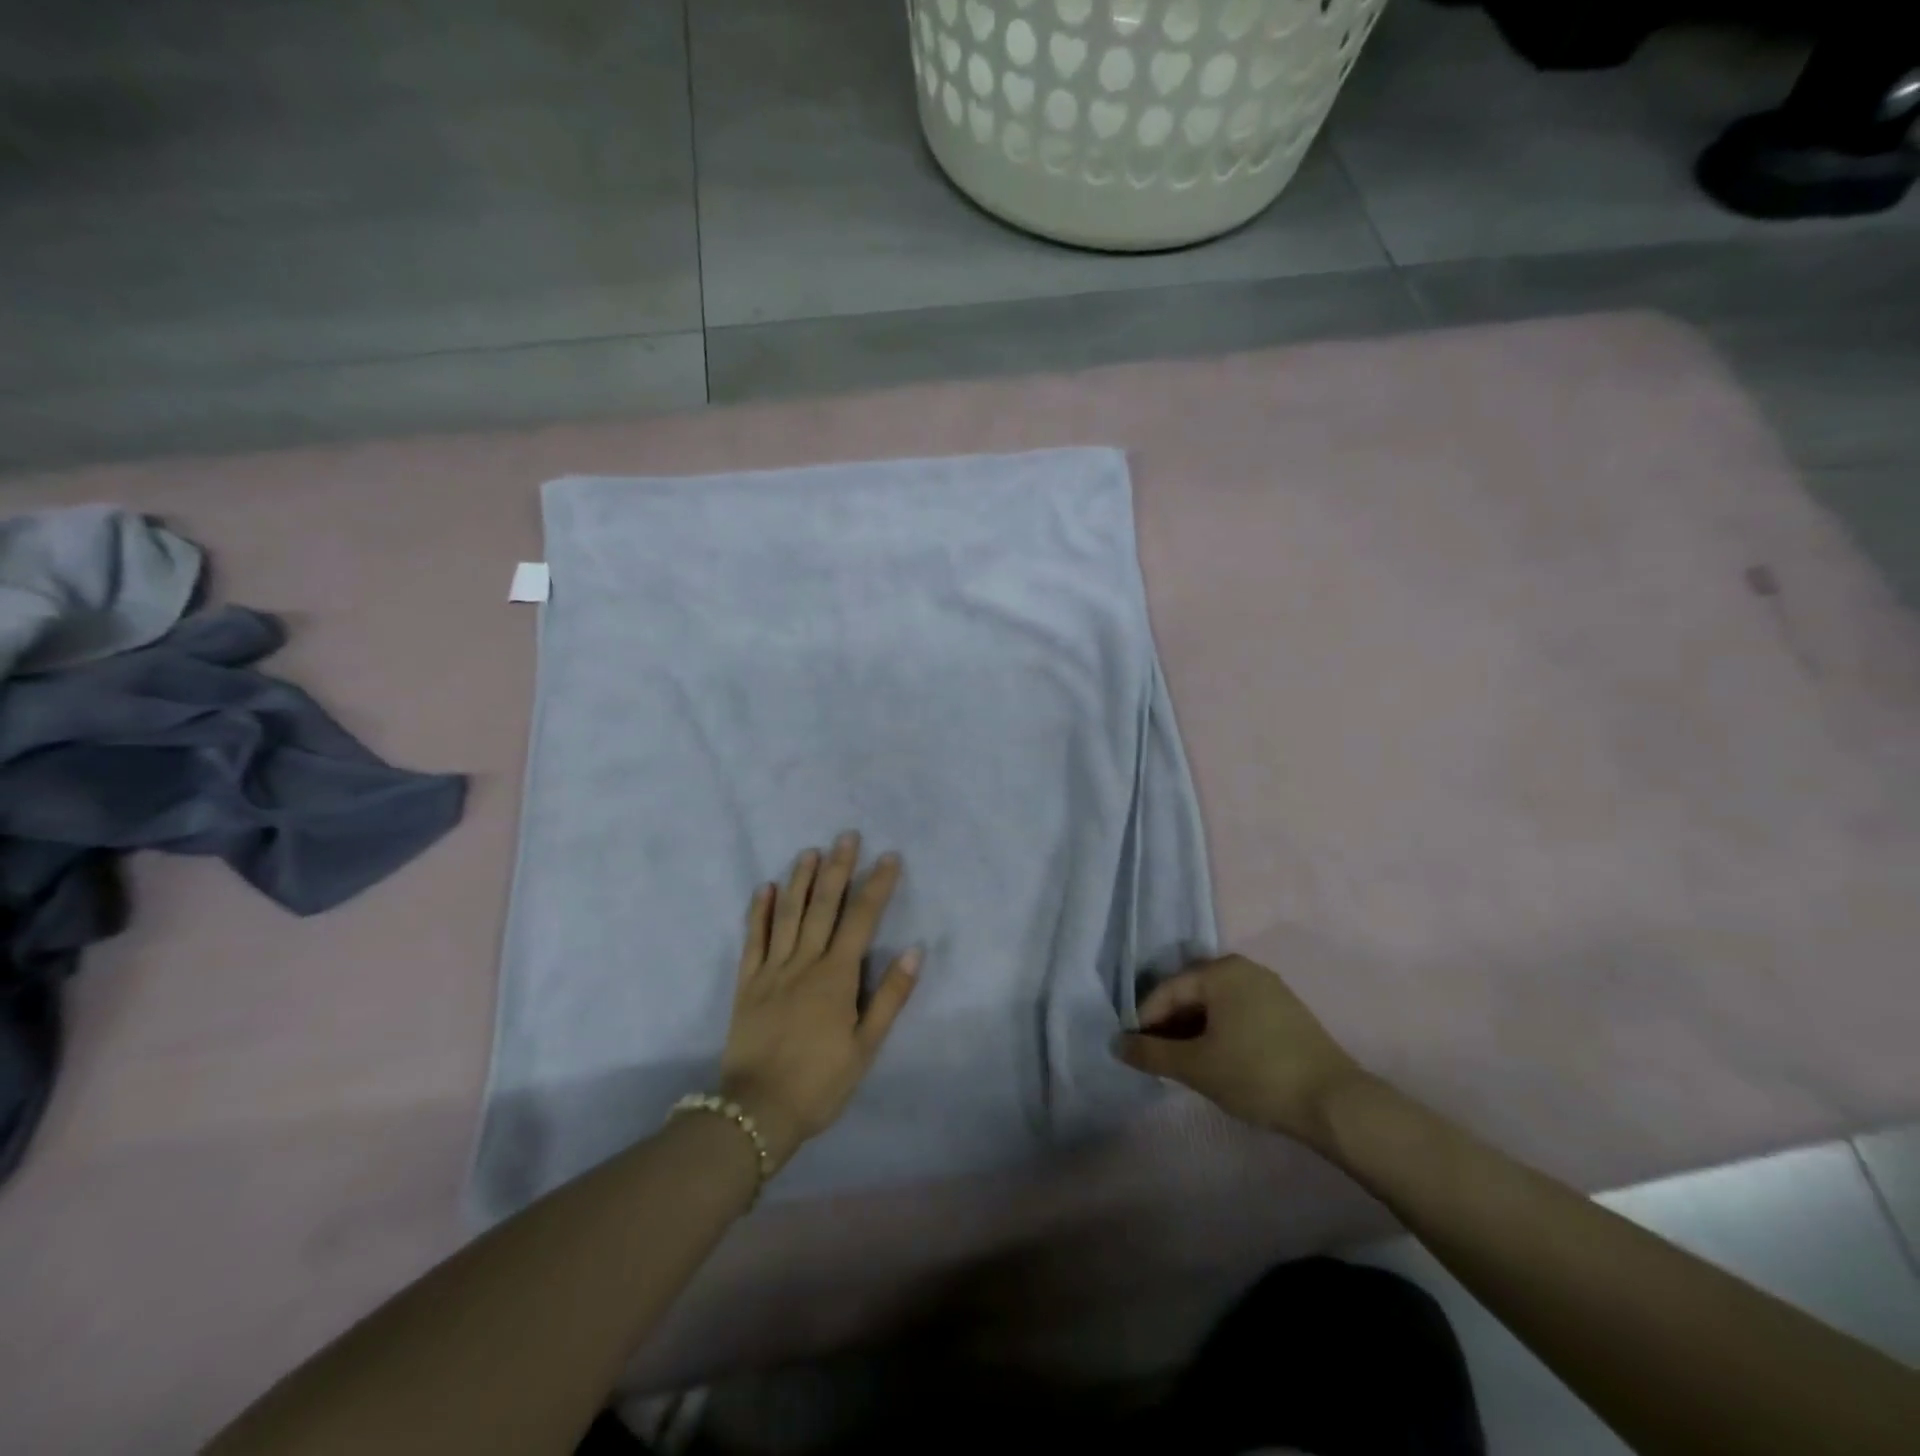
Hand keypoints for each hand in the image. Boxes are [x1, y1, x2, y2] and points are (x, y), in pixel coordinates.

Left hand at [721, 833, 920, 1170]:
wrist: (757, 1112)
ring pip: (787, 914)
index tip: (889, 857)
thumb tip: (915, 950)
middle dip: (838, 868)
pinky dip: (759, 911)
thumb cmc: (821, 1082)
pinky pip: (752, 939)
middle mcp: (804, 962)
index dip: (877, 886)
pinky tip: (766, 887)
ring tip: (810, 850)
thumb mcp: (866, 1046)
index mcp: (836, 977)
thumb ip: (890, 996)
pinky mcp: (746, 983)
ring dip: (800, 879)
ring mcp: (771, 970)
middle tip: (847, 836)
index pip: (861, 919)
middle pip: (823, 906)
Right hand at [1116, 954, 1367, 1151]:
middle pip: (1190, 994)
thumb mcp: (1195, 1066)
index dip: (1144, 1021)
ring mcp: (1269, 988)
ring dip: (1193, 1032)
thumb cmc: (1256, 1074)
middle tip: (1156, 1060)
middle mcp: (1243, 968)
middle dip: (1169, 1026)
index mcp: (1220, 971)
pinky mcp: (1286, 1012)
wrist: (1335, 1104)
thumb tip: (1116, 1044)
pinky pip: (1237, 1014)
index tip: (1134, 1052)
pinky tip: (1216, 1062)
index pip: (1166, 990)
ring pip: (1214, 1006)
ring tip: (1183, 1065)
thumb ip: (1150, 1053)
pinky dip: (1219, 1033)